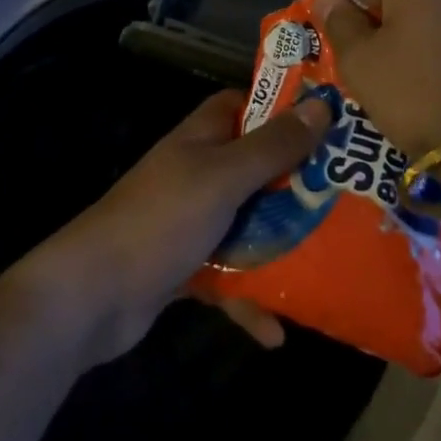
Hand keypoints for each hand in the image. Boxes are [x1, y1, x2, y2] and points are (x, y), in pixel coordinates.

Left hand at [14, 89, 332, 366]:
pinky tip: (277, 334)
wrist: (93, 294)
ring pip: (248, 224)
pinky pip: (229, 277)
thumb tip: (319, 107)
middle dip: (297, 183)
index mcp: (200, 139)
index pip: (243, 105)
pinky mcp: (185, 266)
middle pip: (255, 168)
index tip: (329, 123)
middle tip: (347, 197)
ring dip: (281, 245)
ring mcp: (190, 221)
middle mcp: (196, 173)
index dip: (281, 109)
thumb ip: (271, 147)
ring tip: (331, 264)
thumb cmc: (162, 220)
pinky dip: (251, 299)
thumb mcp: (223, 178)